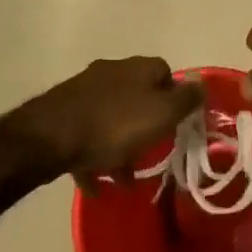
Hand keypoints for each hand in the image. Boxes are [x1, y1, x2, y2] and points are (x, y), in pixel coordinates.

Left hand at [17, 57, 202, 183]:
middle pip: (138, 97)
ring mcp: (85, 90)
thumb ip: (186, 99)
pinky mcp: (63, 112)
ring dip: (120, 146)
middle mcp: (113, 72)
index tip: (175, 127)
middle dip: (145, 127)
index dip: (174, 100)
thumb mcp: (162, 114)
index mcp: (139, 68)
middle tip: (150, 155)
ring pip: (112, 118)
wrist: (49, 137)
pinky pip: (87, 135)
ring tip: (123, 180)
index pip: (166, 74)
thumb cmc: (114, 125)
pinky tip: (96, 184)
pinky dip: (94, 156)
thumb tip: (202, 83)